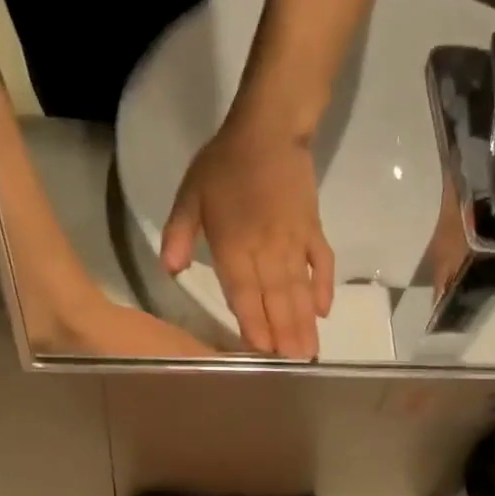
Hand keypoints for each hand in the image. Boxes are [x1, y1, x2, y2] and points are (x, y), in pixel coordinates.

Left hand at [159, 117, 335, 360]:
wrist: (269, 129)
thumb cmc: (224, 164)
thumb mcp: (191, 194)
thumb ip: (178, 234)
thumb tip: (170, 271)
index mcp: (234, 244)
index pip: (243, 292)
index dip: (253, 323)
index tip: (262, 352)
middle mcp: (266, 249)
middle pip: (275, 299)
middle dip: (284, 334)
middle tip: (294, 366)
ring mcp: (294, 241)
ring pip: (299, 289)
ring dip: (304, 322)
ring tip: (310, 352)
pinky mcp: (313, 230)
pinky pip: (321, 262)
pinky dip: (324, 286)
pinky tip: (325, 311)